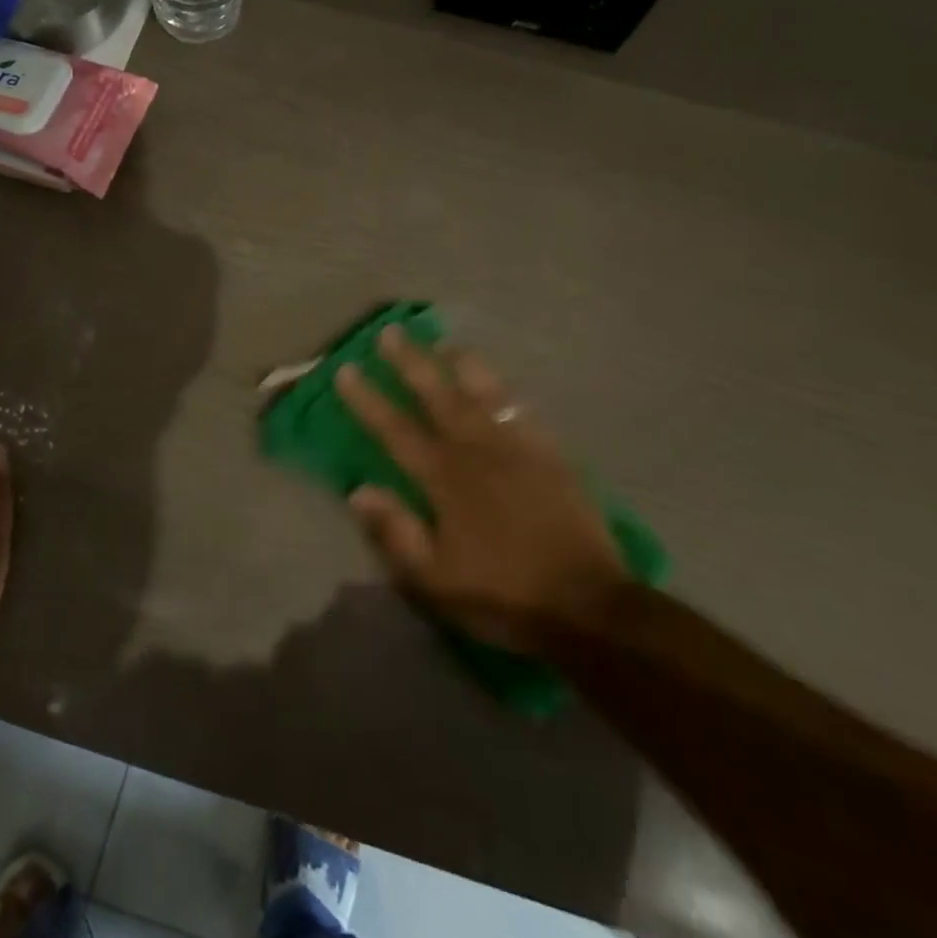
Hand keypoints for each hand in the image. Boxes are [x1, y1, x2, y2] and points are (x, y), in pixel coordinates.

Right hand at [335, 327, 631, 653]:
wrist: (589, 605)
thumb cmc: (504, 594)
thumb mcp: (436, 579)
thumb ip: (396, 532)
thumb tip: (358, 490)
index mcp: (446, 478)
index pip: (396, 430)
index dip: (368, 400)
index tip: (347, 369)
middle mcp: (478, 450)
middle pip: (439, 395)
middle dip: (411, 362)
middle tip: (390, 332)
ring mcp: (518, 448)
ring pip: (484, 392)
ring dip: (460, 364)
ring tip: (444, 343)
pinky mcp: (550, 455)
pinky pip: (521, 411)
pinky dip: (503, 391)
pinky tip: (497, 385)